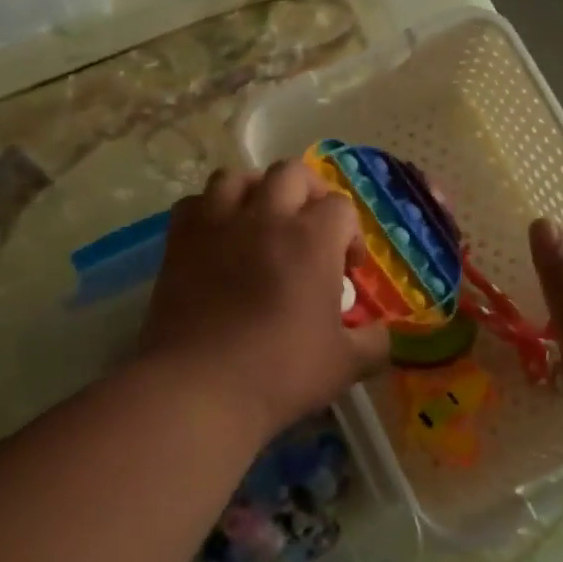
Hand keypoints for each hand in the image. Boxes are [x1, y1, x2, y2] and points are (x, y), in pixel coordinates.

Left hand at [140, 163, 388, 445]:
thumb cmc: (280, 373)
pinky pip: (194, 203)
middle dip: (309, 193)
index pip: (340, 207)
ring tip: (261, 220)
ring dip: (256, 191)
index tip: (347, 270)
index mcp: (311, 239)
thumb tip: (382, 334)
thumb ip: (373, 343)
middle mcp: (265, 218)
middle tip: (310, 229)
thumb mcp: (345, 365)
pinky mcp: (180, 242)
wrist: (200, 389)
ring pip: (237, 176)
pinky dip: (210, 210)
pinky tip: (218, 236)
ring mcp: (217, 226)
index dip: (350, 234)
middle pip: (291, 173)